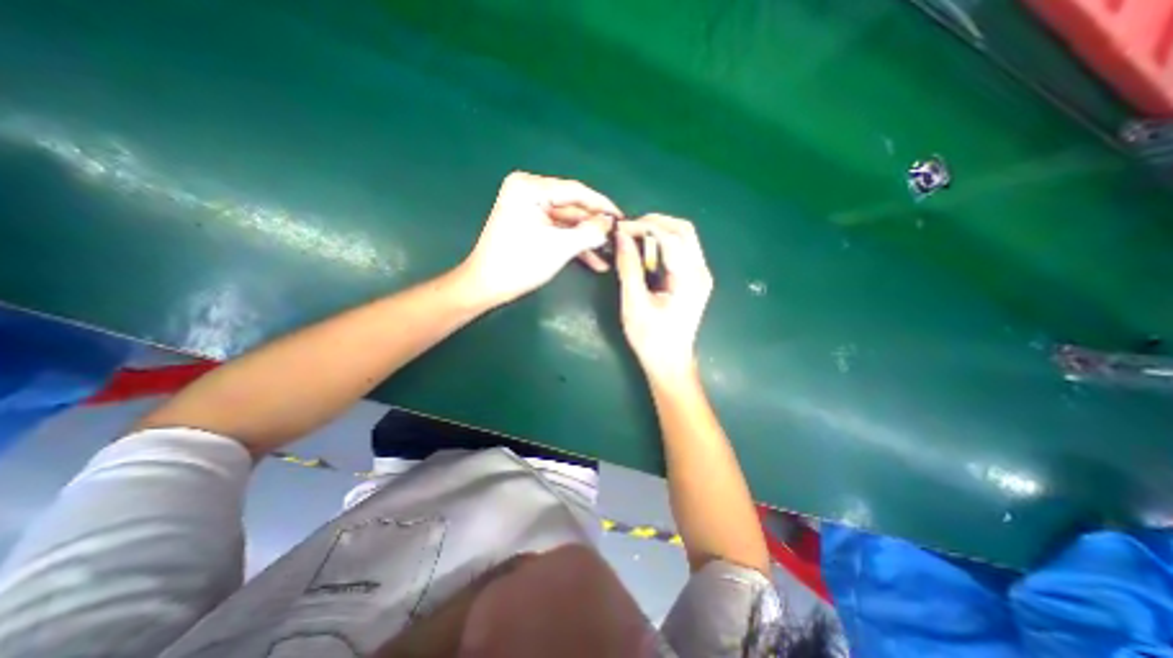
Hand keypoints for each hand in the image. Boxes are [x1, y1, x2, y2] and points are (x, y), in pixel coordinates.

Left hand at [459, 168, 622, 301]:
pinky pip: (558, 230)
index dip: (602, 206)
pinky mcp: (531, 224)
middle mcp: (529, 192)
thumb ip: (588, 232)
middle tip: (618, 238)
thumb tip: (610, 224)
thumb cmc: (519, 264)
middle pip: (572, 207)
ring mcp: (529, 209)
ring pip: (567, 222)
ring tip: (610, 253)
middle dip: (594, 226)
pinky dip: (574, 244)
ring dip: (587, 239)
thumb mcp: (559, 247)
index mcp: (530, 188)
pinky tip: (594, 260)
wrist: (487, 286)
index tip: (623, 218)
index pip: (575, 191)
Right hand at [615, 216, 714, 378]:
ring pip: (684, 237)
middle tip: (628, 229)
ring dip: (658, 231)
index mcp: (689, 278)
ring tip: (633, 238)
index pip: (670, 236)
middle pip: (683, 230)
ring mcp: (700, 275)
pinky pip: (681, 250)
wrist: (670, 363)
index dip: (644, 227)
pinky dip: (662, 244)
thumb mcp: (634, 304)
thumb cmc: (651, 339)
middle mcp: (701, 271)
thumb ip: (629, 268)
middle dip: (654, 223)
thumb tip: (622, 236)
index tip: (620, 230)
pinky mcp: (694, 280)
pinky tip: (645, 251)